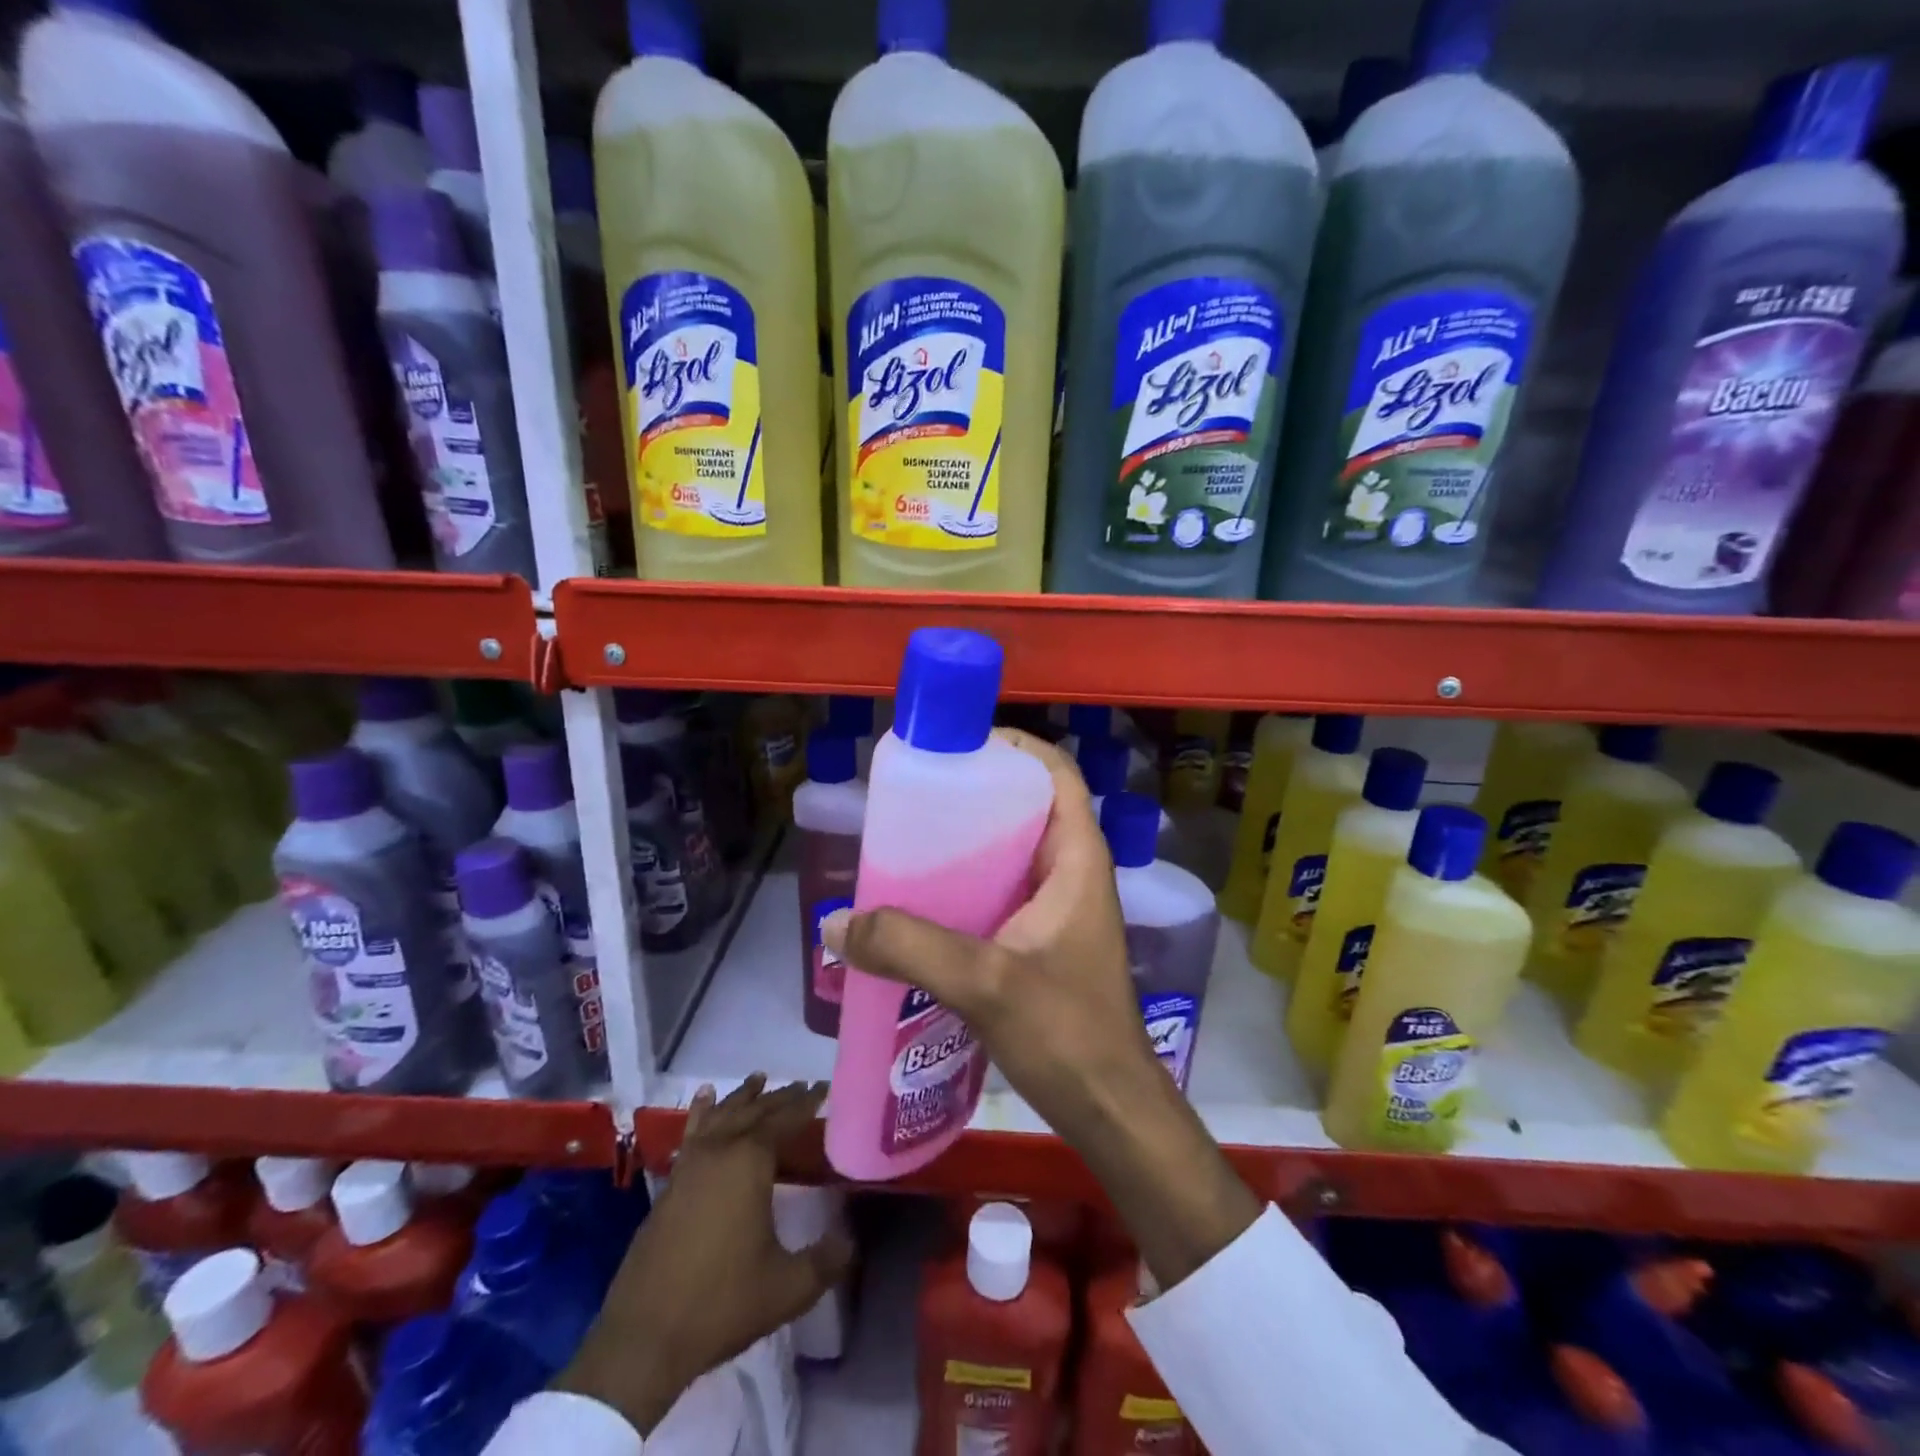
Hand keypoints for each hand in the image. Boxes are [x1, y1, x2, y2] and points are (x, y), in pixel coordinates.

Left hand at [555, 1077, 851, 1434]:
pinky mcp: (669, 1184)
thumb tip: (850, 1239)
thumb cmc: (721, 1304)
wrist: (643, 1338)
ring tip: (759, 1079)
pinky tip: (704, 1099)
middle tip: (802, 1086)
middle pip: (754, 1111)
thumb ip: (826, 1260)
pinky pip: (692, 1132)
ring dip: (743, 1097)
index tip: (824, 1087)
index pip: (786, 1119)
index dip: (807, 1102)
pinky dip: (702, 1111)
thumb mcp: (787, 1287)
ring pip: (721, 1115)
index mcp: (750, 1162)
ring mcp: (689, 1165)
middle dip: (781, 1097)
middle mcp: (719, 1151)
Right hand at [827, 728, 1153, 1140]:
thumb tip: (835, 923)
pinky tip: (923, 904)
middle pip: (1026, 808)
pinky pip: (1001, 893)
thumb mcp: (985, 982)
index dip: (1014, 748)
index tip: (958, 746)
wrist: (1110, 1110)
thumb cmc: (1067, 1033)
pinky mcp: (1043, 941)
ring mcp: (1060, 908)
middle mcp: (1073, 872)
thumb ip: (909, 948)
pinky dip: (967, 886)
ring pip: (1011, 853)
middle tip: (916, 797)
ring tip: (909, 843)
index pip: (1056, 774)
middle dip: (976, 795)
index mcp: (1077, 859)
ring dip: (967, 844)